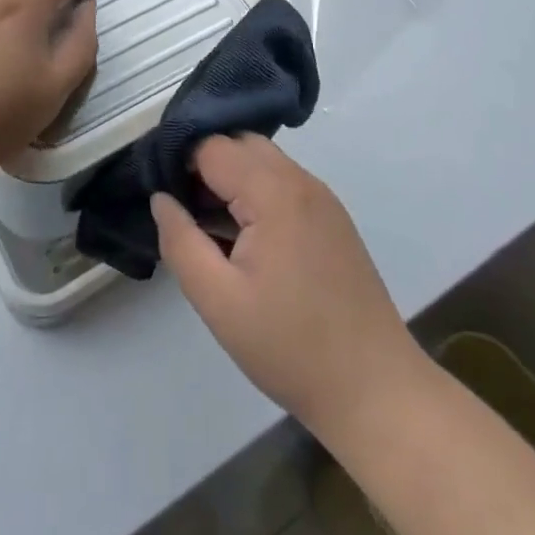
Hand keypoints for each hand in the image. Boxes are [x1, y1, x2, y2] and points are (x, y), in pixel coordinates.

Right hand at [152, 135, 424, 440]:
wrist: (375, 390)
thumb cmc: (290, 346)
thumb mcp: (218, 301)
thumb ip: (181, 242)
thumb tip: (161, 198)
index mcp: (274, 191)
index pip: (212, 146)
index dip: (179, 162)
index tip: (159, 191)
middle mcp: (301, 180)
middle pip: (240, 144)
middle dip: (204, 164)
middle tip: (181, 207)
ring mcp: (322, 198)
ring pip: (263, 162)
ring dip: (231, 178)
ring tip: (208, 225)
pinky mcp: (332, 219)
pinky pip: (283, 183)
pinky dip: (256, 193)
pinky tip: (244, 238)